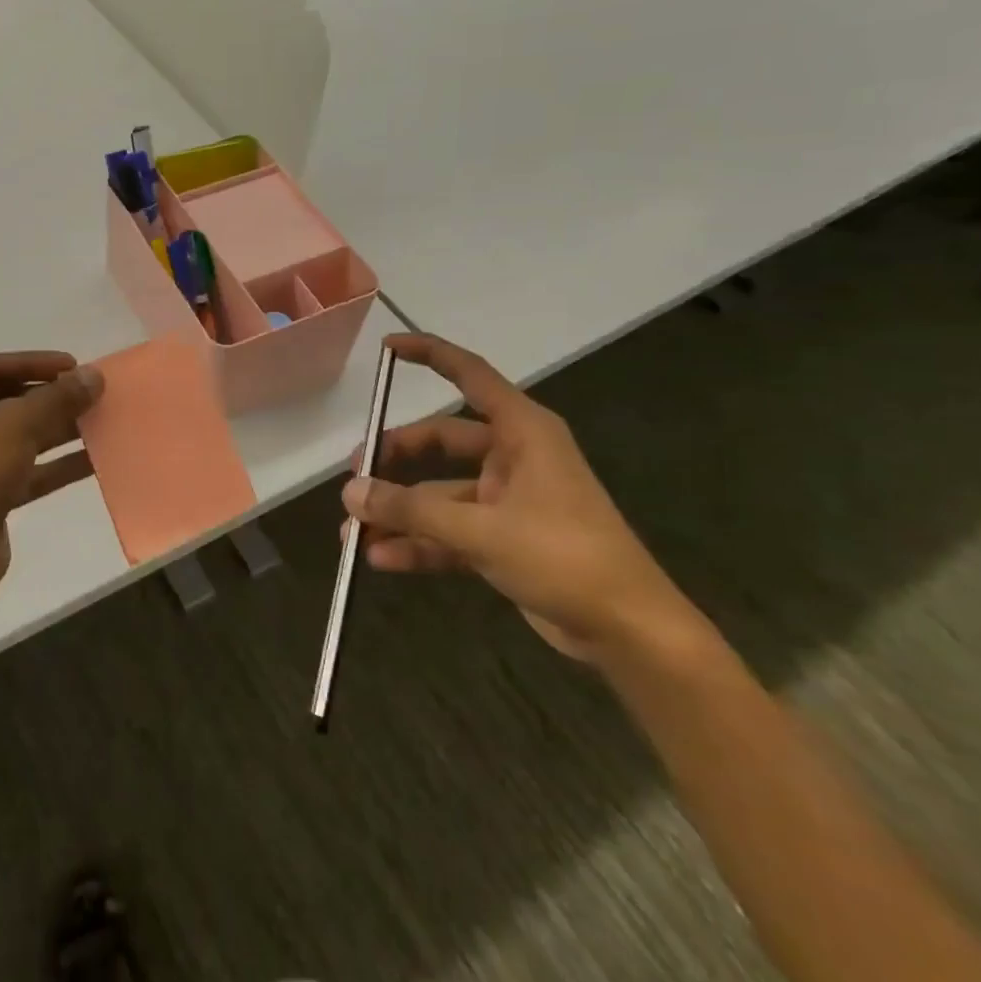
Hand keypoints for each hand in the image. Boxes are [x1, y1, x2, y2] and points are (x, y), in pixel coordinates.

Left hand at [0, 351, 103, 609]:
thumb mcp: (12, 428)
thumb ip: (55, 399)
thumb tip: (94, 375)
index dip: (33, 363)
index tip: (74, 365)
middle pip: (3, 401)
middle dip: (48, 398)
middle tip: (90, 392)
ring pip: (16, 437)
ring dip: (56, 429)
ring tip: (100, 419)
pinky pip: (24, 470)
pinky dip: (55, 464)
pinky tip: (96, 458)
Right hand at [342, 333, 695, 661]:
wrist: (630, 632)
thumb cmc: (564, 557)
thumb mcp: (482, 530)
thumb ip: (412, 508)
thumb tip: (350, 492)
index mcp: (523, 433)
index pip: (470, 375)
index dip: (429, 355)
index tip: (386, 348)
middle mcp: (513, 458)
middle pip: (440, 440)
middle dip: (394, 457)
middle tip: (355, 477)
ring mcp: (507, 500)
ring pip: (439, 492)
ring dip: (399, 511)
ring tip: (353, 531)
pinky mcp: (504, 539)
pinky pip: (449, 531)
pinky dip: (418, 542)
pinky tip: (381, 558)